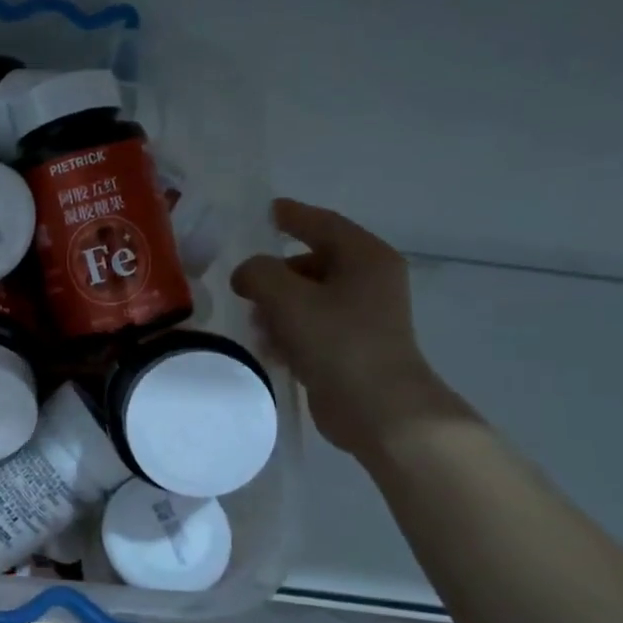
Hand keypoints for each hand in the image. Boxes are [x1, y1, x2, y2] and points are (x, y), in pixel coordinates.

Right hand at [231, 199, 471, 458]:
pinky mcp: (352, 347)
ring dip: (277, 307)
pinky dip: (289, 331)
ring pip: (308, 297)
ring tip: (254, 325)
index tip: (262, 213)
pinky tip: (270, 349)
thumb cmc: (338, 342)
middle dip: (275, 274)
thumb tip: (247, 274)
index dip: (290, 215)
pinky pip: (312, 327)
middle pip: (312, 263)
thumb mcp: (288, 298)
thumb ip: (258, 273)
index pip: (322, 223)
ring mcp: (363, 316)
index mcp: (365, 256)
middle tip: (243, 286)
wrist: (378, 409)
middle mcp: (369, 280)